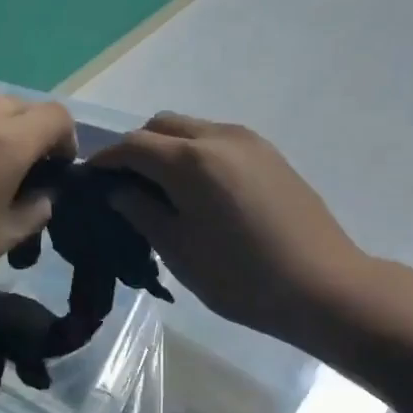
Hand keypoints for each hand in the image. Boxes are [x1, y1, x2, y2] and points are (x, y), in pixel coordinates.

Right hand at [88, 113, 365, 344]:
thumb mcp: (179, 249)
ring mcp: (249, 142)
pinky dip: (196, 154)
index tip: (90, 179)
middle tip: (126, 185)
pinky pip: (218, 141)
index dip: (105, 159)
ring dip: (168, 149)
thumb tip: (117, 189)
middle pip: (162, 126)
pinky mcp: (270, 155)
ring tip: (162, 190)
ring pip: (192, 129)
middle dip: (136, 148)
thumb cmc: (241, 277)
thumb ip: (141, 211)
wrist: (322, 286)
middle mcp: (218, 136)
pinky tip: (200, 192)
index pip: (132, 145)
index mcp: (190, 160)